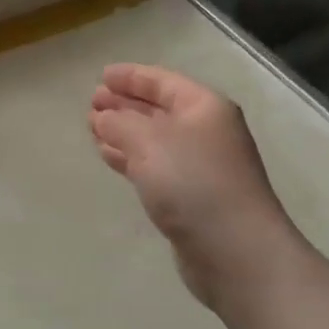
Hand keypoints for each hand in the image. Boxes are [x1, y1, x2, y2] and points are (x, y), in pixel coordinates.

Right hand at [89, 64, 302, 313]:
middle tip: (91, 104)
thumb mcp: (149, 142)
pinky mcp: (193, 198)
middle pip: (159, 109)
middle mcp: (206, 131)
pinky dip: (132, 159)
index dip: (131, 77)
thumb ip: (120, 123)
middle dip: (125, 104)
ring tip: (93, 130)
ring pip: (155, 140)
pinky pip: (156, 166)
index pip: (162, 81)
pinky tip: (110, 159)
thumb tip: (103, 116)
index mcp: (204, 107)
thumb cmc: (194, 182)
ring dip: (124, 133)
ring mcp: (201, 166)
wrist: (236, 252)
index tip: (101, 76)